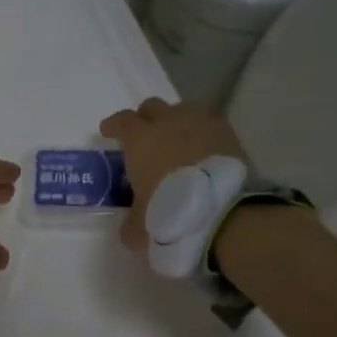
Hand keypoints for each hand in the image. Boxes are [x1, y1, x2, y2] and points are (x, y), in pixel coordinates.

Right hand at [98, 98, 249, 253]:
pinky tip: (203, 147)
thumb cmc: (170, 215)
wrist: (223, 214)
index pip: (121, 121)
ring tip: (177, 140)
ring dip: (175, 121)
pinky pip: (209, 123)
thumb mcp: (139, 229)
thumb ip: (130, 223)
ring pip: (182, 110)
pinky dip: (202, 132)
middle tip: (144, 136)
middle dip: (145, 118)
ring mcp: (200, 124)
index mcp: (140, 141)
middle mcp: (168, 123)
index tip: (108, 132)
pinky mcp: (227, 132)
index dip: (113, 125)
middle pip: (152, 107)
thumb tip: (130, 226)